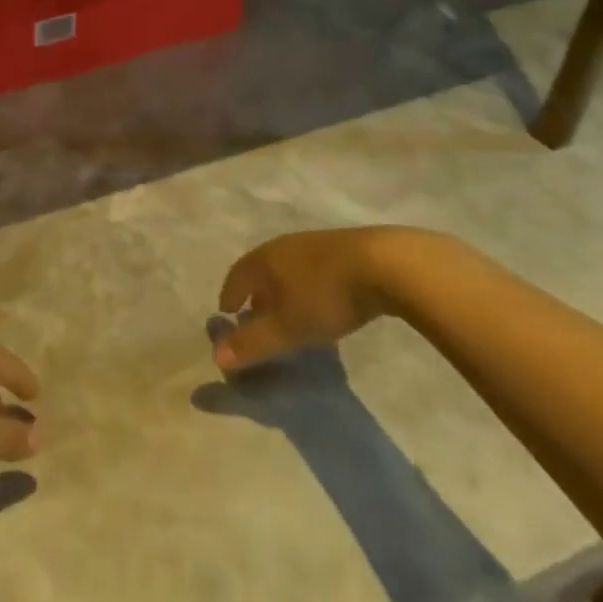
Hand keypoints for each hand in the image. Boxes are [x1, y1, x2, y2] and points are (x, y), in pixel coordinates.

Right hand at [214, 226, 449, 370]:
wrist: (386, 265)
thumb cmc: (325, 296)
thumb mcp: (287, 327)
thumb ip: (253, 343)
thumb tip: (216, 357)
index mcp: (265, 259)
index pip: (237, 276)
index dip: (230, 295)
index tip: (226, 312)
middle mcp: (284, 246)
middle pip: (261, 268)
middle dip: (255, 291)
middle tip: (254, 313)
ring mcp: (315, 244)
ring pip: (288, 267)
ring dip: (282, 287)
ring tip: (288, 308)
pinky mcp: (344, 248)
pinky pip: (313, 268)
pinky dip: (306, 284)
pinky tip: (321, 299)